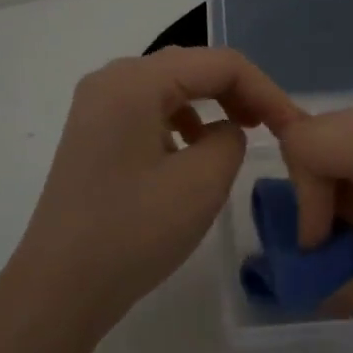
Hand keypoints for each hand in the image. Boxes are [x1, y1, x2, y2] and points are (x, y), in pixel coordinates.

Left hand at [2, 48, 304, 342]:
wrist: (59, 288)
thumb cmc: (133, 232)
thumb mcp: (202, 182)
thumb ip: (232, 139)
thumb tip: (226, 130)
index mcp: (135, 81)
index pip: (219, 63)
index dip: (265, 90)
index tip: (293, 127)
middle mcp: (111, 80)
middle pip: (192, 68)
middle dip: (238, 92)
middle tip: (272, 127)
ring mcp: (96, 108)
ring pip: (170, 88)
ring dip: (211, 105)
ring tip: (239, 135)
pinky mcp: (92, 135)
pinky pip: (148, 111)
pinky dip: (181, 122)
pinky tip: (192, 153)